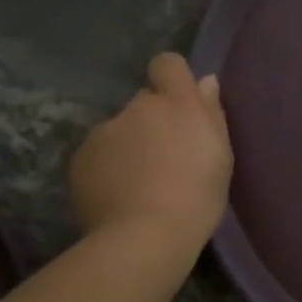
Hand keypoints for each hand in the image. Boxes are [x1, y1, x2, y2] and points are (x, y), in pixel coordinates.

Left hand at [70, 53, 232, 242]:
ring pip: (120, 130)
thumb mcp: (221, 156)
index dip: (172, 78)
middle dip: (153, 122)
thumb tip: (205, 81)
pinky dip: (109, 168)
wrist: (144, 237)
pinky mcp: (80, 158)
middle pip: (144, 103)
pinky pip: (99, 154)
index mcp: (176, 103)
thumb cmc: (197, 196)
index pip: (167, 64)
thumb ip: (211, 113)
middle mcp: (137, 108)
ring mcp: (104, 132)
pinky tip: (120, 196)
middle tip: (167, 158)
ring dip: (130, 146)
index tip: (181, 105)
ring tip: (142, 185)